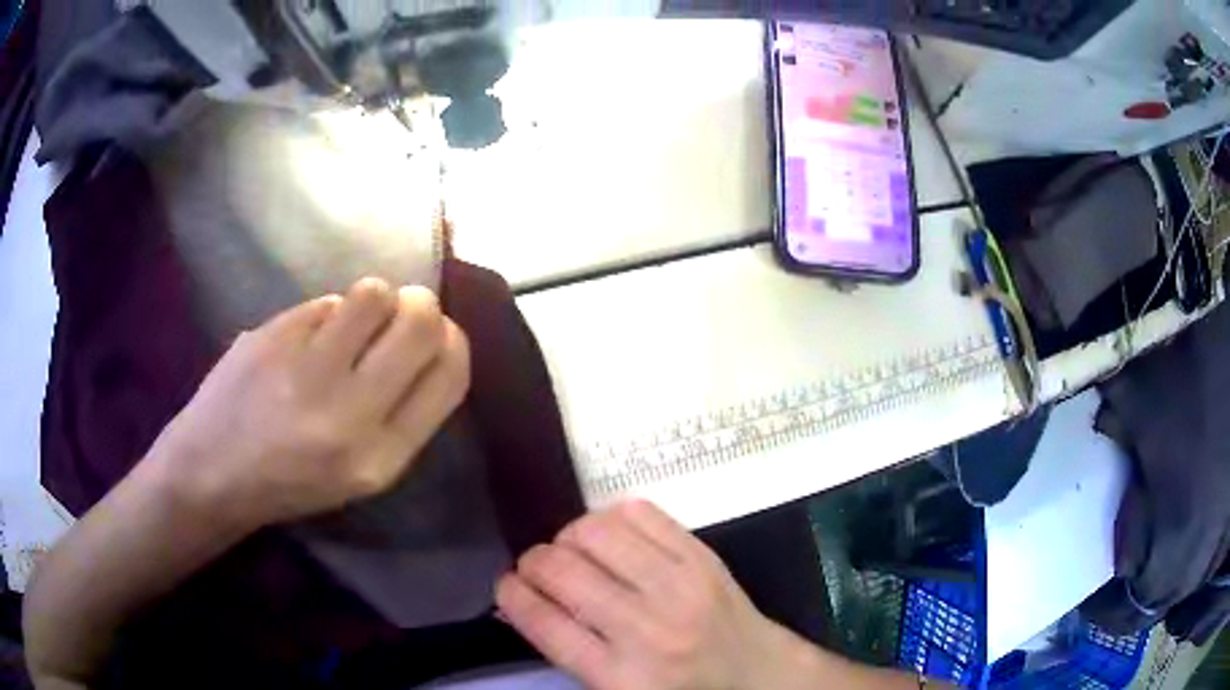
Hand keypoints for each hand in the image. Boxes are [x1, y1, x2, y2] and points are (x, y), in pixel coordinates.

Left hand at [150, 277, 469, 528]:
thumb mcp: (362, 475)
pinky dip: (326, 313)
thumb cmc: (292, 482)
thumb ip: (402, 415)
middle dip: (421, 305)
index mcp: (381, 458)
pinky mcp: (272, 337)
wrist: (213, 474)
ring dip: (373, 297)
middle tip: (406, 309)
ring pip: (373, 294)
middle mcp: (349, 413)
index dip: (454, 342)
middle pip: (420, 324)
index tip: (443, 333)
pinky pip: (323, 302)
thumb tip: (431, 340)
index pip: (449, 375)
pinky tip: (305, 338)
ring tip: (353, 319)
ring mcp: (305, 370)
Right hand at [496, 501, 821, 689]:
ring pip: (597, 533)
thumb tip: (520, 601)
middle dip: (533, 562)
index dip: (512, 595)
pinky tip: (609, 536)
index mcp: (621, 676)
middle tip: (535, 568)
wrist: (755, 673)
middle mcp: (648, 629)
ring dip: (568, 536)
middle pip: (563, 572)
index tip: (505, 584)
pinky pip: (640, 513)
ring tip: (572, 550)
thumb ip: (568, 650)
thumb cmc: (678, 689)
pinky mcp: (701, 556)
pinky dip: (610, 516)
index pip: (546, 625)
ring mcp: (680, 586)